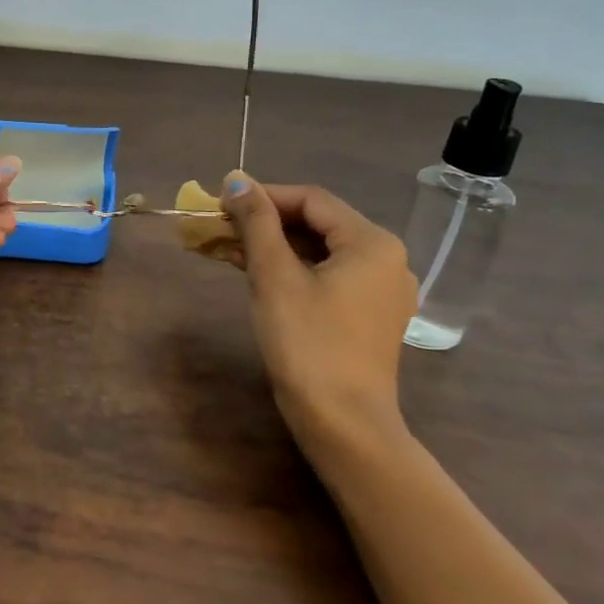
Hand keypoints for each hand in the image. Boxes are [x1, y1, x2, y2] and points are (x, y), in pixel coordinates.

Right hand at [219, 172, 416, 455]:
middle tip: (218, 225)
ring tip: (225, 246)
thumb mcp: (275, 277)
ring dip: (271, 245)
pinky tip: (252, 270)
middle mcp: (385, 259)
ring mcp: (379, 290)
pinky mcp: (367, 315)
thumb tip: (236, 180)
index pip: (311, 200)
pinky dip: (289, 269)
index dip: (263, 196)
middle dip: (264, 221)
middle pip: (316, 223)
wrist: (343, 424)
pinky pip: (325, 275)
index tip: (219, 202)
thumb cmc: (308, 343)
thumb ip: (256, 223)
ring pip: (318, 250)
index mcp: (372, 243)